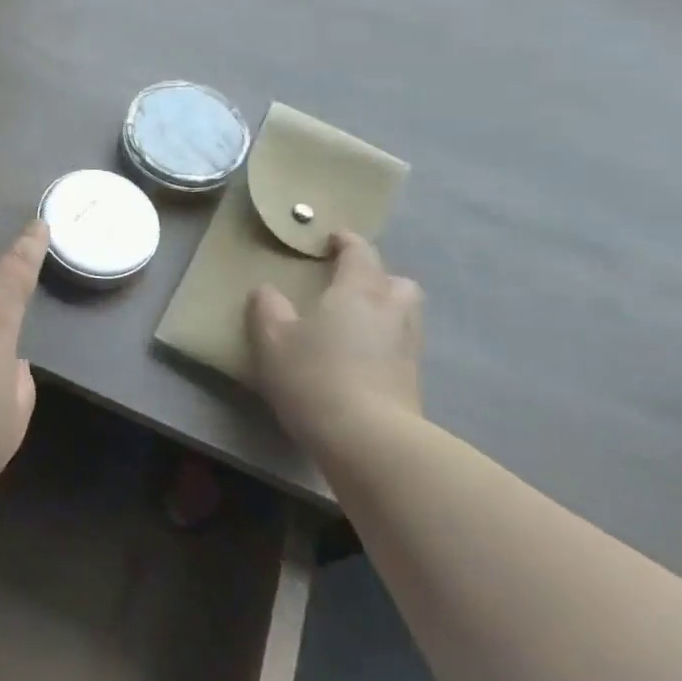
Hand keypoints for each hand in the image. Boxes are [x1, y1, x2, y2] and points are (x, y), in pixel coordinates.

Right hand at [246, 231, 423, 454]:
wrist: (368, 440)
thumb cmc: (315, 377)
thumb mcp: (273, 340)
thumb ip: (268, 309)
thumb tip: (267, 291)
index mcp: (357, 291)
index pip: (360, 252)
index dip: (346, 242)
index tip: (332, 239)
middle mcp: (391, 311)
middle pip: (396, 281)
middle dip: (376, 277)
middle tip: (349, 285)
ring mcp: (409, 347)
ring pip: (405, 314)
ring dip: (385, 310)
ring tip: (355, 323)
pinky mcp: (414, 381)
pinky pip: (401, 346)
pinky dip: (385, 343)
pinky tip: (361, 358)